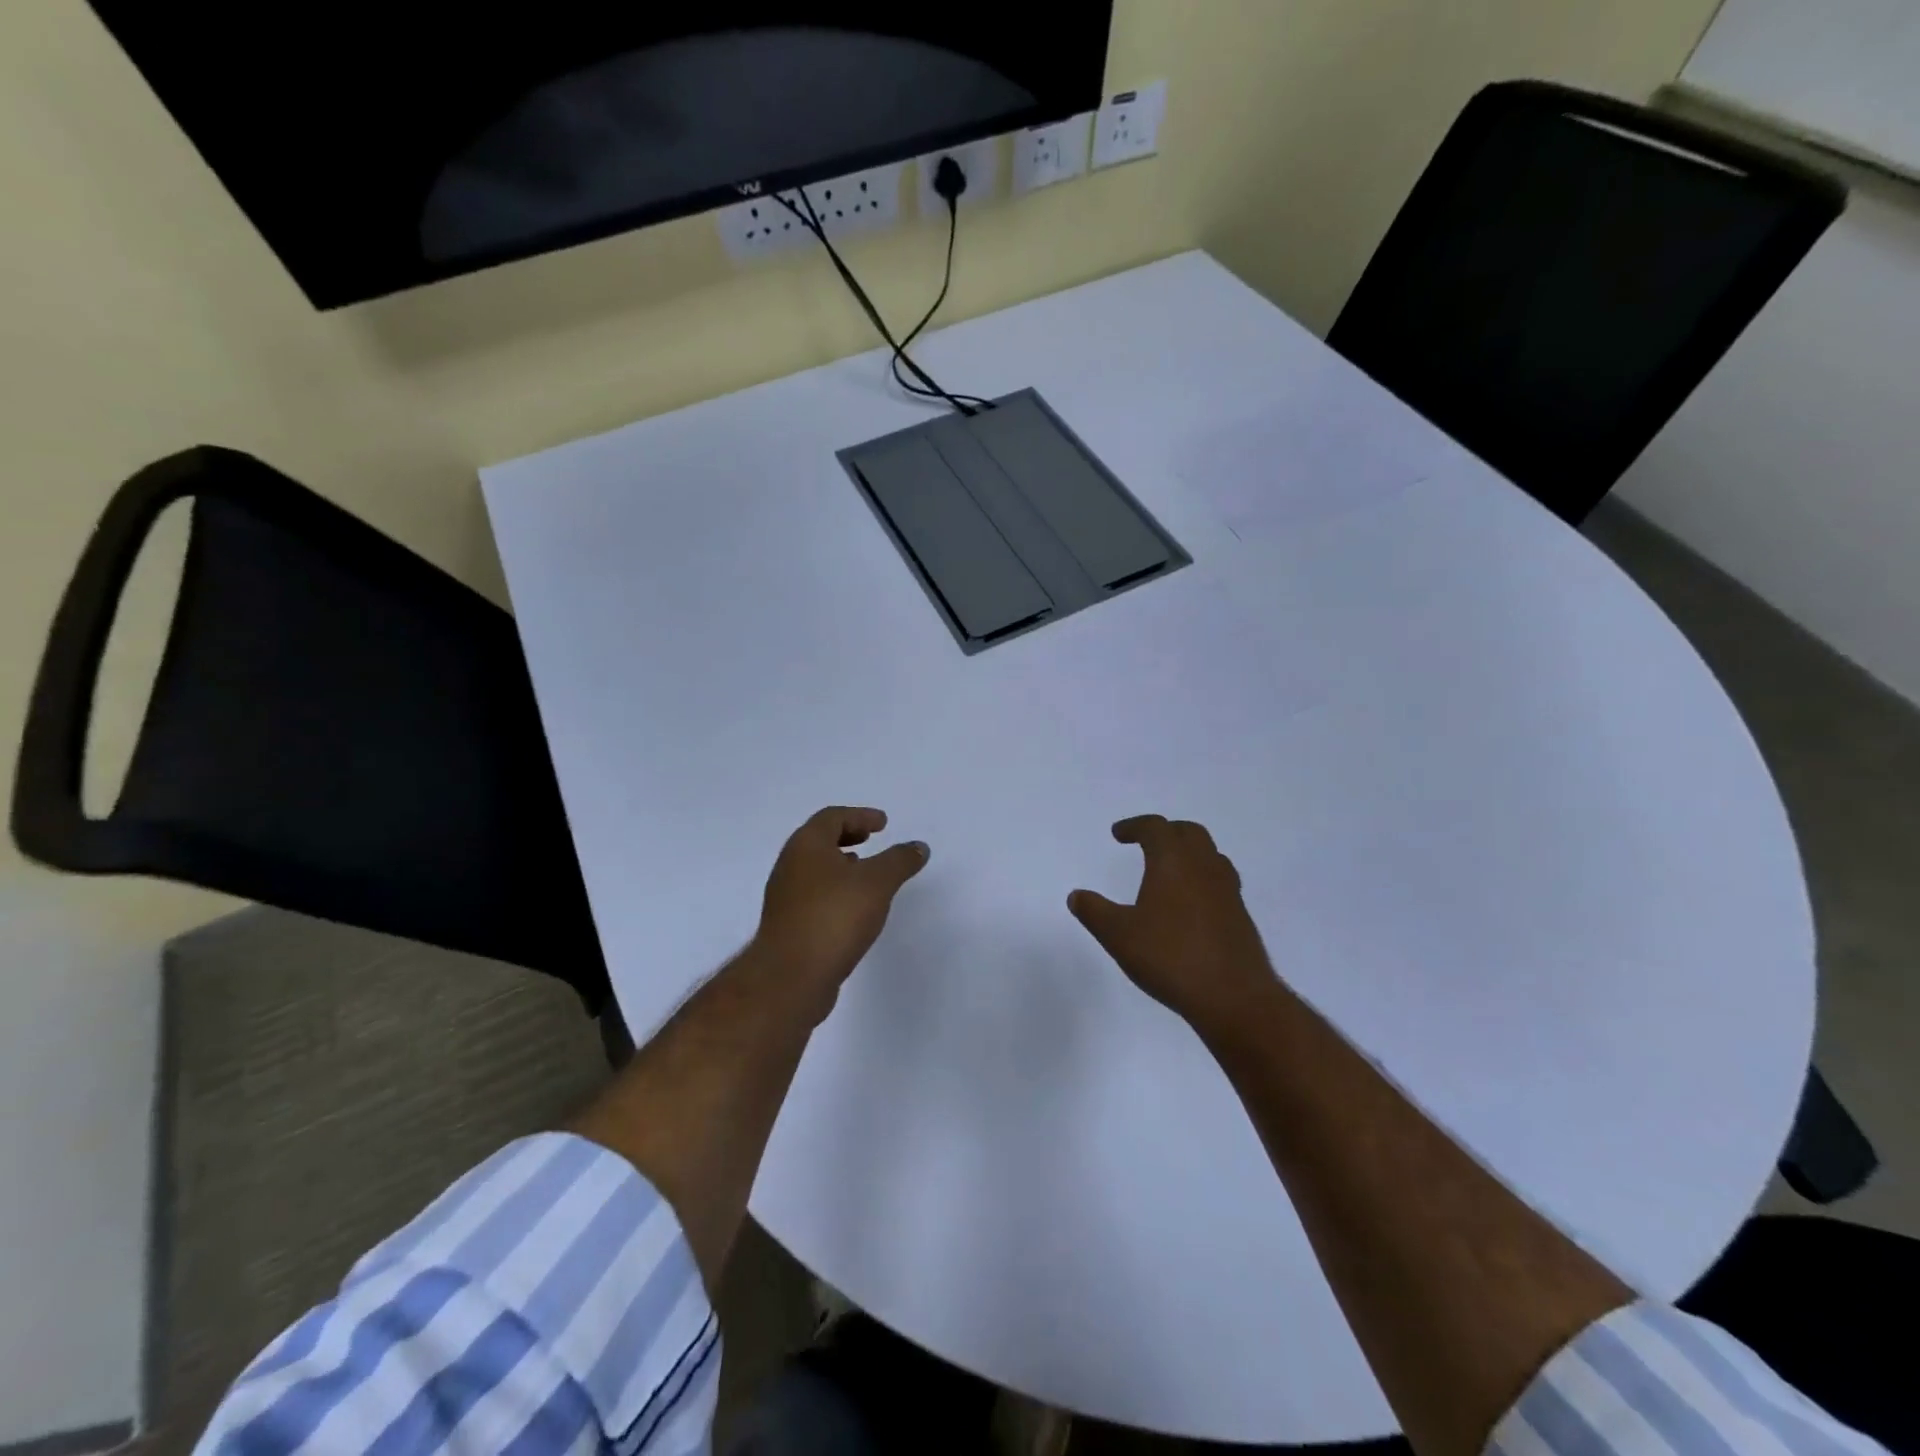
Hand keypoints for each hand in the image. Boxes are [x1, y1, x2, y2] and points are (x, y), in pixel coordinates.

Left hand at [753, 807, 929, 1012]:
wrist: (791, 977)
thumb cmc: (834, 917)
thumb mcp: (877, 883)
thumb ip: (899, 861)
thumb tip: (918, 846)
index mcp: (806, 845)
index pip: (832, 817)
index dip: (859, 816)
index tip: (883, 824)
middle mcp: (790, 866)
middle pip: (819, 841)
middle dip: (847, 837)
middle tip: (871, 840)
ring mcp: (785, 897)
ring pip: (815, 870)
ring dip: (841, 865)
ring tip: (867, 874)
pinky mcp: (788, 926)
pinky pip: (814, 896)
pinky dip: (835, 891)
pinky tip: (854, 909)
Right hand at [1069, 815, 1276, 1032]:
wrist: (1233, 997)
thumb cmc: (1170, 957)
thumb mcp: (1119, 935)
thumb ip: (1094, 912)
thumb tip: (1077, 896)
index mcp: (1173, 862)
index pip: (1155, 828)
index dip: (1135, 826)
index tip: (1118, 834)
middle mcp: (1204, 868)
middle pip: (1189, 833)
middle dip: (1166, 832)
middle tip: (1147, 843)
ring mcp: (1228, 891)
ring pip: (1211, 855)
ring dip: (1189, 853)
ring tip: (1170, 870)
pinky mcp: (1241, 916)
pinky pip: (1220, 882)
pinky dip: (1202, 879)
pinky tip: (1190, 905)